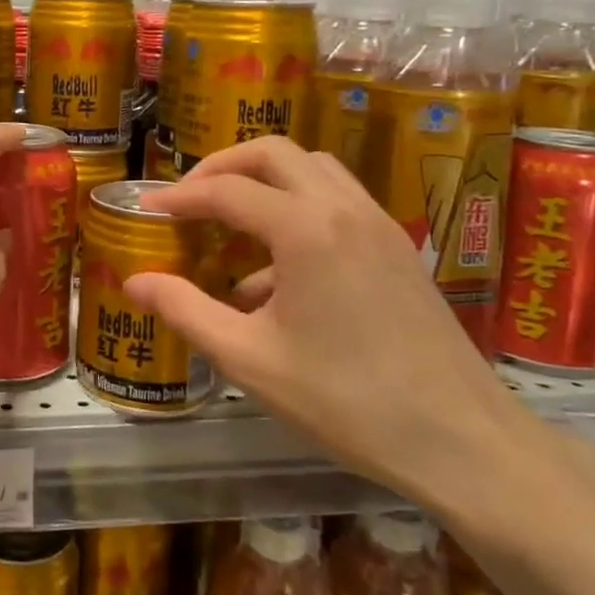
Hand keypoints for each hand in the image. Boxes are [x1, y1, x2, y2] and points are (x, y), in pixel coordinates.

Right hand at [122, 137, 545, 514]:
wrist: (461, 441)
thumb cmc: (345, 400)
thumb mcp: (248, 359)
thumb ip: (185, 310)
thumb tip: (133, 281)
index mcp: (305, 229)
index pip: (226, 191)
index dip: (179, 197)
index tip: (146, 210)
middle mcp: (344, 209)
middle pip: (274, 154)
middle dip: (223, 167)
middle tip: (188, 199)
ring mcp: (379, 224)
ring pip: (313, 169)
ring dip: (265, 181)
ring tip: (230, 221)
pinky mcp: (397, 248)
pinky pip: (338, 202)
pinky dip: (297, 208)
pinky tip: (276, 272)